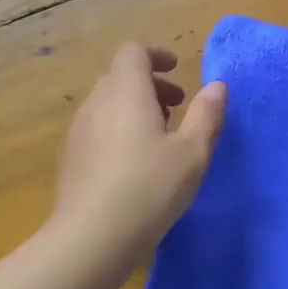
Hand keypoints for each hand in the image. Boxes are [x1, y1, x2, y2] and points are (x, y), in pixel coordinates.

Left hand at [51, 44, 226, 257]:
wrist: (92, 236)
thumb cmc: (150, 187)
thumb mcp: (192, 152)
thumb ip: (206, 115)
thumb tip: (217, 86)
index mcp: (126, 91)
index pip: (133, 52)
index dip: (156, 56)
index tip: (177, 71)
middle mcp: (96, 103)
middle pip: (120, 77)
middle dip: (150, 85)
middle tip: (176, 108)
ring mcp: (78, 131)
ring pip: (107, 104)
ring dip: (133, 109)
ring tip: (159, 138)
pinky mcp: (70, 158)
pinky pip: (96, 129)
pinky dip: (117, 130)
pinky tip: (134, 165)